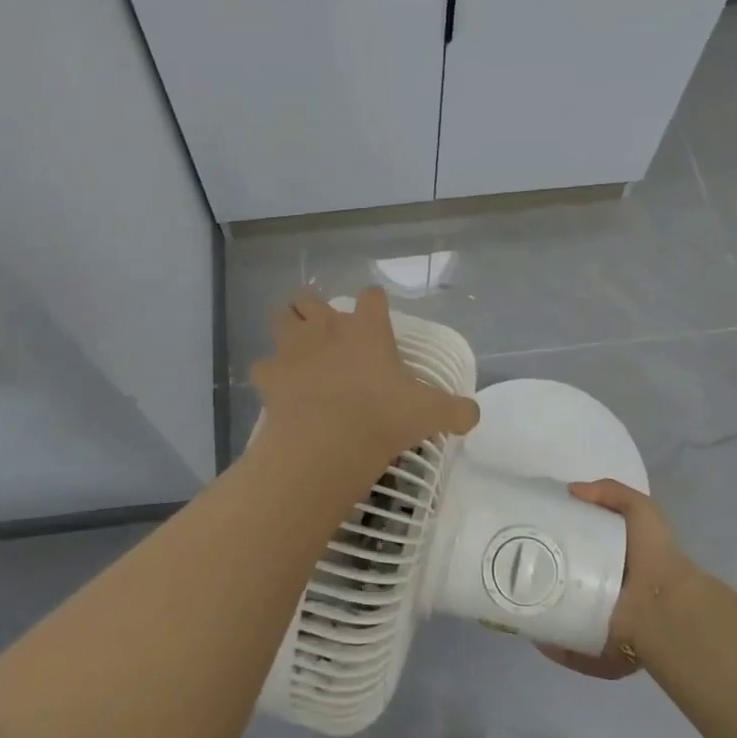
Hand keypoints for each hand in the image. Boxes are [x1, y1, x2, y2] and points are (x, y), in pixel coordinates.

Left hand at [251, 287, 479, 468]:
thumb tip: (473, 414)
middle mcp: (327, 327)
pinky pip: (263, 366)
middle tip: (328, 336)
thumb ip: (455, 410)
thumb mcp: (429, 413)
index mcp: (367, 328)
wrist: (327, 440)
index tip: (377, 320)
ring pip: (281, 317)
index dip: (374, 305)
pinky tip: (280, 388)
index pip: (371, 297)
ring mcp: (292, 348)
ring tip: (298, 350)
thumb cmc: (383, 416)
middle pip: (310, 298)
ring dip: (288, 328)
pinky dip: (270, 374)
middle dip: (315, 310)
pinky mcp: (269, 374)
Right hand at [538, 479, 694, 679]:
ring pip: (568, 620)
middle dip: (548, 578)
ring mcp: (607, 627)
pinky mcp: (602, 655)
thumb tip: (571, 490)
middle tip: (522, 567)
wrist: (666, 607)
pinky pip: (572, 651)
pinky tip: (537, 632)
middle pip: (573, 586)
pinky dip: (554, 645)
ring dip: (546, 613)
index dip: (563, 543)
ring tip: (521, 600)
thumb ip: (611, 492)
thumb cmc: (654, 555)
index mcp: (621, 565)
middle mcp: (613, 596)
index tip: (536, 534)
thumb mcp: (640, 510)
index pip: (587, 553)